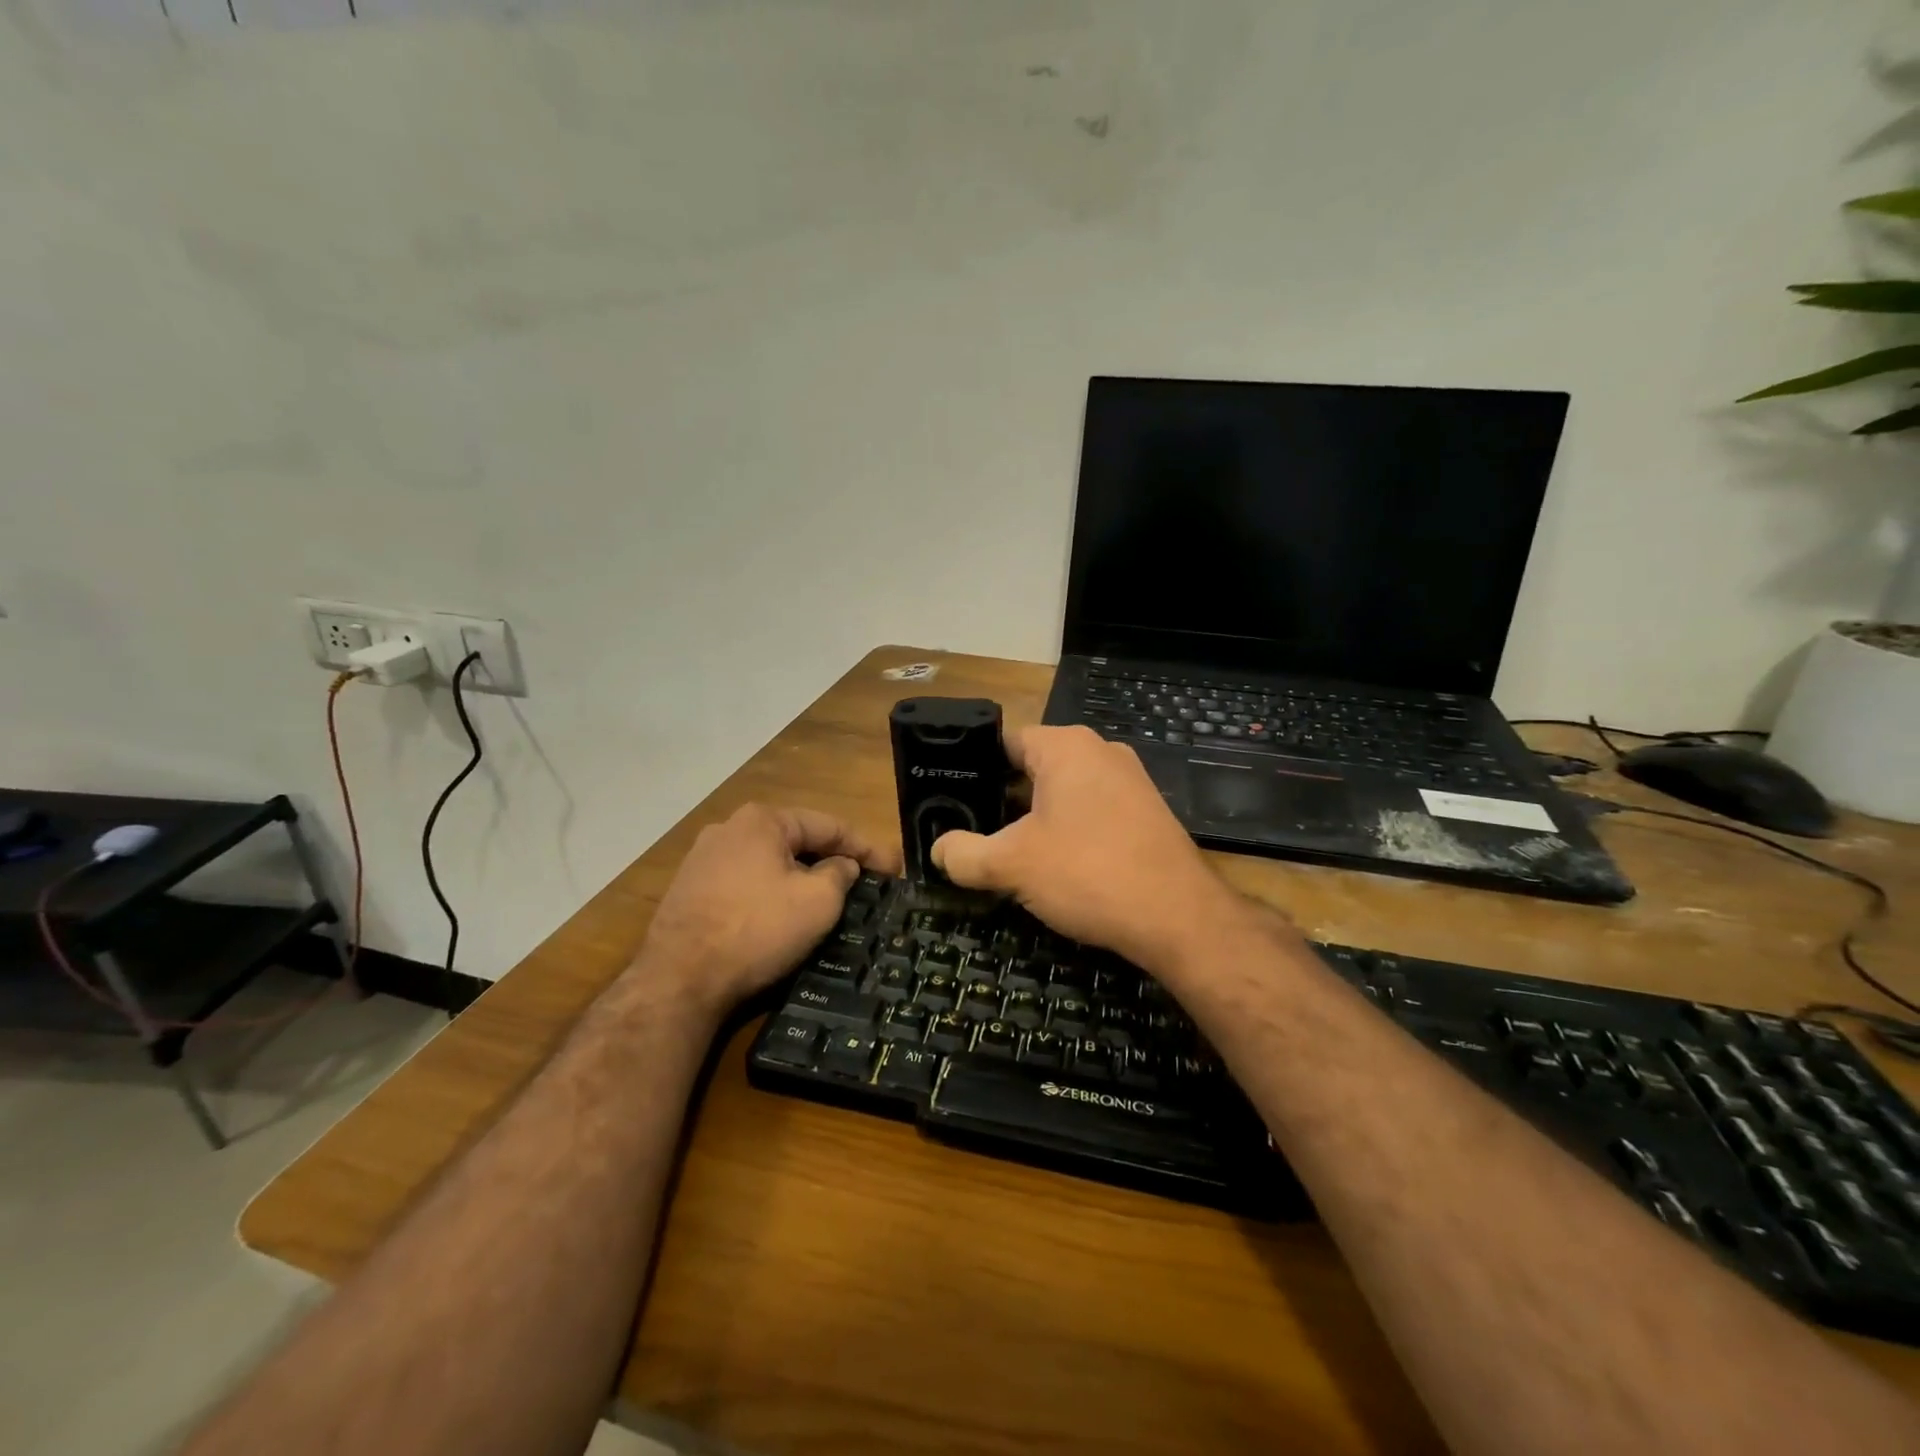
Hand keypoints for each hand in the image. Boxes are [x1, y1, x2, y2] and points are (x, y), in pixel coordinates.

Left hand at [633, 804, 899, 1017]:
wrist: (679, 980)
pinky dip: (771, 893)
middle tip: (865, 884)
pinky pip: (745, 883)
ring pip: (769, 862)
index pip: (829, 826)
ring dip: (801, 877)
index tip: (894, 869)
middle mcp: (729, 829)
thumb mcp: (818, 902)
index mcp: (763, 820)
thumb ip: (839, 875)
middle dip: (833, 860)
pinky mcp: (688, 890)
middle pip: (797, 840)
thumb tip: (841, 866)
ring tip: (828, 899)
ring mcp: (702, 859)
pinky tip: (782, 915)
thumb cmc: (757, 930)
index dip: (867, 848)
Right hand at [931, 726, 1252, 970]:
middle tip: (974, 832)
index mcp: (1066, 746)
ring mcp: (1130, 781)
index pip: (1004, 742)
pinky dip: (1070, 831)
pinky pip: (1093, 811)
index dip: (973, 770)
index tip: (951, 800)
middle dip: (1003, 799)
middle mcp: (1101, 751)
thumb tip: (939, 850)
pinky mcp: (1147, 813)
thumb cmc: (1088, 872)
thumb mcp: (1011, 864)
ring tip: (1009, 853)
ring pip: (1064, 792)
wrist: (1179, 917)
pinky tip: (1058, 867)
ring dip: (1036, 819)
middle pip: (1033, 767)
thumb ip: (964, 853)